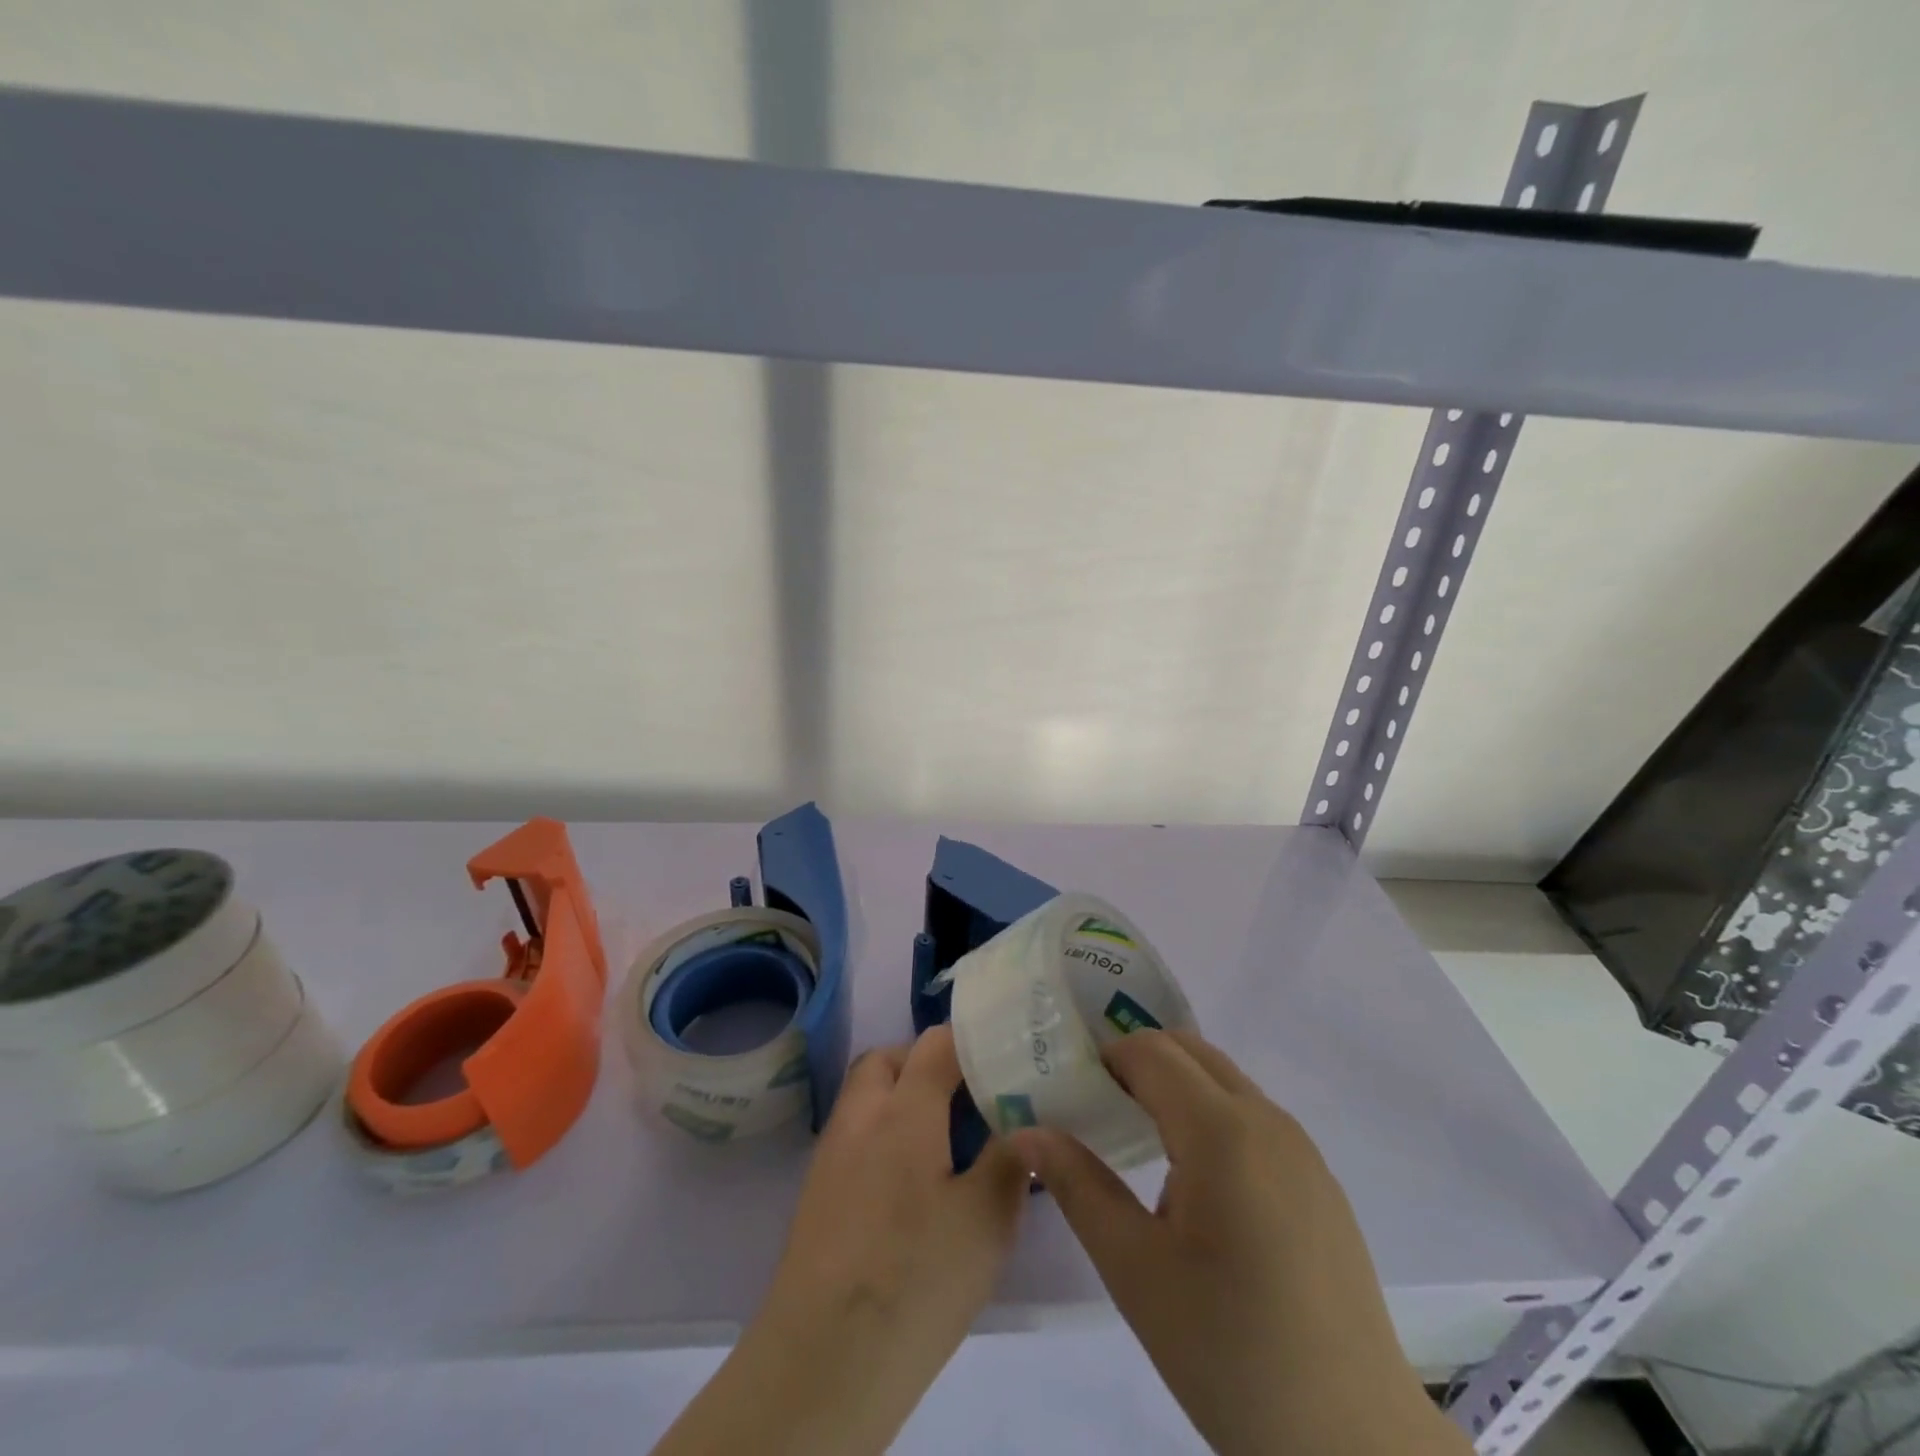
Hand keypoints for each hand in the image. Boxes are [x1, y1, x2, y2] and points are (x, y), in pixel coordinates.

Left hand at [651, 1025, 1028, 1455]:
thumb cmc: (915, 1279)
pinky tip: (911, 1184)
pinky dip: (883, 1134)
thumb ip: (1010, 1160)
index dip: (971, 1041)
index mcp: (903, 1110)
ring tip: (945, 1142)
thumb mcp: (987, 1221)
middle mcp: (860, 1116)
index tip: (1004, 1059)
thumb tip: (1025, 1127)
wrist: (823, 1360)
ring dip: (902, 1097)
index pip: (935, 1043)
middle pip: (889, 1059)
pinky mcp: (817, 1192)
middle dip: (927, 1063)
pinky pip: (855, 1134)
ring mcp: (831, 1153)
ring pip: (866, 1096)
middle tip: (968, 1099)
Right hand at [1010, 1030, 1468, 1455]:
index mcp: (1221, 1131)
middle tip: (1099, 1106)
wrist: (1353, 1443)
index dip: (1106, 1058)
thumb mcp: (1134, 1269)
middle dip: (1139, 1061)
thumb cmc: (1229, 1352)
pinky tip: (1198, 1189)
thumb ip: (1076, 1186)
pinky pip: (1253, 1116)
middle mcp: (1267, 1119)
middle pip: (1190, 1050)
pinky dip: (1212, 1116)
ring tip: (1141, 1144)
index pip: (1150, 1052)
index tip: (1073, 1091)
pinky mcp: (1320, 1181)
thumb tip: (1027, 1132)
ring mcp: (1302, 1148)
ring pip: (1224, 1080)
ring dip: (1176, 1087)